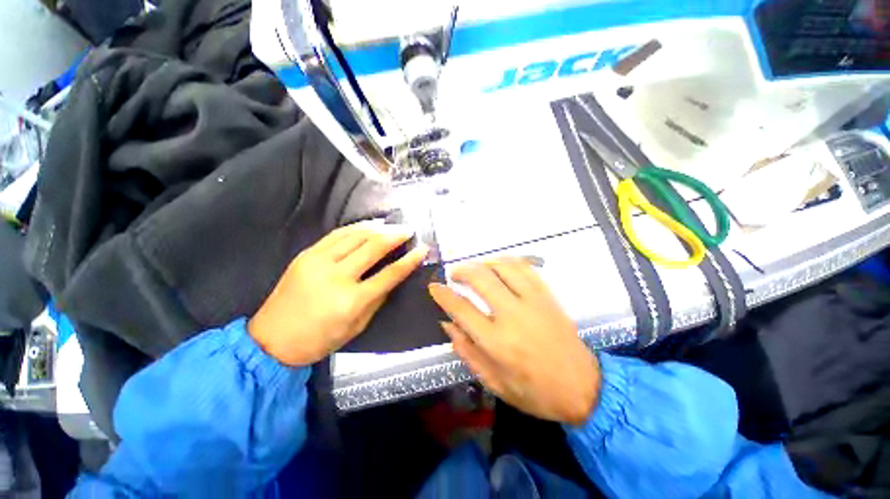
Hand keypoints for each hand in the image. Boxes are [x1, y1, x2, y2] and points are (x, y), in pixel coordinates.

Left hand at [249, 223, 427, 365]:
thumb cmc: (320, 339)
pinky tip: (368, 225)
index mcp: (352, 300)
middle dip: (395, 235)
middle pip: (373, 247)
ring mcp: (318, 262)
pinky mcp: (306, 254)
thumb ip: (378, 298)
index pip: (390, 274)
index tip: (423, 248)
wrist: (272, 339)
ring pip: (355, 236)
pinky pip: (336, 234)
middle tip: (409, 230)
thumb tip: (393, 277)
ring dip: (377, 228)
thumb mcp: (357, 326)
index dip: (409, 260)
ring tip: (392, 225)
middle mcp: (336, 276)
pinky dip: (356, 227)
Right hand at [429, 258, 600, 424]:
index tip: (434, 287)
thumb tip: (447, 323)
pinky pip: (525, 268)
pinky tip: (498, 265)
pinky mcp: (547, 296)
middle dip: (461, 271)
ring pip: (502, 267)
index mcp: (497, 342)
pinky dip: (507, 261)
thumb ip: (467, 351)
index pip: (460, 308)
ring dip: (483, 263)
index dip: (443, 294)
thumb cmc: (534, 392)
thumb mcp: (493, 382)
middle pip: (480, 279)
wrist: (582, 387)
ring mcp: (533, 301)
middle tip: (454, 274)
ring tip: (475, 268)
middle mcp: (513, 316)